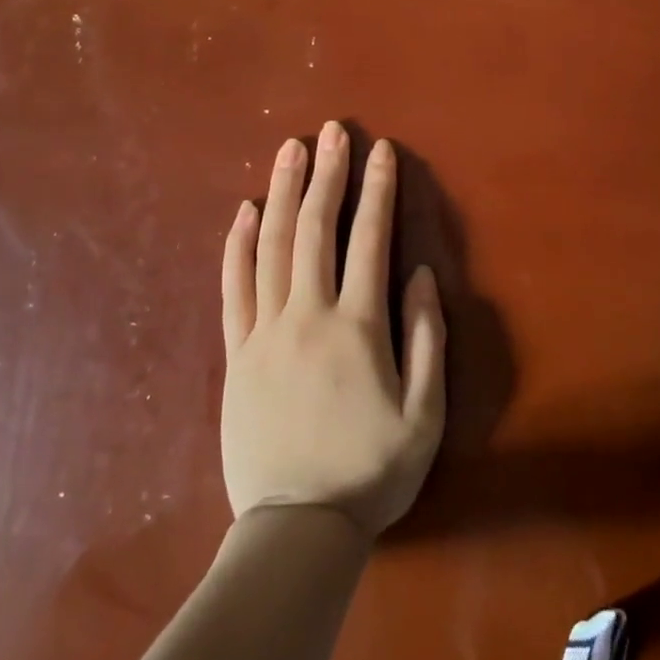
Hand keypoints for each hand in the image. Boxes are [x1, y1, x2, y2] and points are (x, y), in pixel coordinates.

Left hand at [219, 121, 446, 538]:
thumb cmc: (371, 471)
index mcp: (357, 327)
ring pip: (269, 247)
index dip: (377, 191)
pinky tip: (242, 212)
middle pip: (314, 229)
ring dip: (280, 193)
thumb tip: (419, 273)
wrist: (297, 530)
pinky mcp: (236, 354)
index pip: (369, 241)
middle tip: (331, 130)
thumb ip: (426, 337)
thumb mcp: (425, 413)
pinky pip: (233, 288)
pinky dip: (237, 245)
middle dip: (325, 174)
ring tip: (288, 150)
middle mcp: (307, 316)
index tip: (380, 151)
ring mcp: (264, 333)